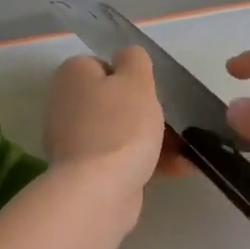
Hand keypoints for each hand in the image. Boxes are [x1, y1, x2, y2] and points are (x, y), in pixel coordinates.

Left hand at [44, 47, 174, 209]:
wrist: (100, 191)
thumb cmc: (120, 126)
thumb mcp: (136, 80)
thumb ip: (134, 59)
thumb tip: (126, 57)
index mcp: (72, 76)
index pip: (104, 65)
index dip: (131, 78)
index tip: (149, 94)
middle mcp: (65, 105)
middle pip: (113, 101)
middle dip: (145, 113)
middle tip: (170, 123)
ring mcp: (73, 141)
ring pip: (120, 132)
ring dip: (153, 139)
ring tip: (184, 151)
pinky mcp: (85, 172)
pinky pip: (120, 158)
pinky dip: (145, 161)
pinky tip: (177, 169)